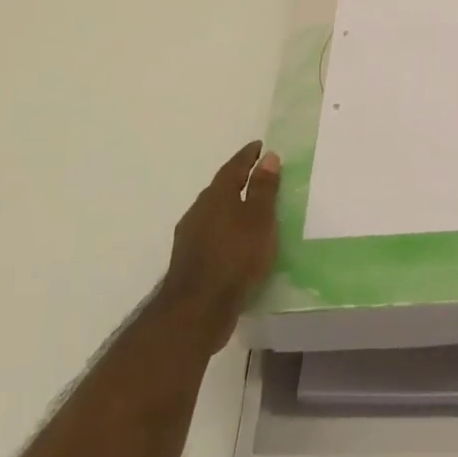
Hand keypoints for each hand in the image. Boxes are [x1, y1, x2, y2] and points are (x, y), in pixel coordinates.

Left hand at [156, 142, 280, 350]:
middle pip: (220, 188)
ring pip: (213, 213)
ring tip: (249, 211)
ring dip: (230, 208)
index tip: (259, 146)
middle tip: (257, 176)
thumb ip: (263, 188)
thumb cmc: (235, 257)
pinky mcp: (189, 261)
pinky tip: (236, 243)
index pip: (233, 167)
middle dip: (237, 180)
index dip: (247, 156)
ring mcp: (190, 237)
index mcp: (217, 196)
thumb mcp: (259, 219)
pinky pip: (211, 235)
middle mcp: (199, 210)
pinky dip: (225, 231)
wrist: (197, 310)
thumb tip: (268, 156)